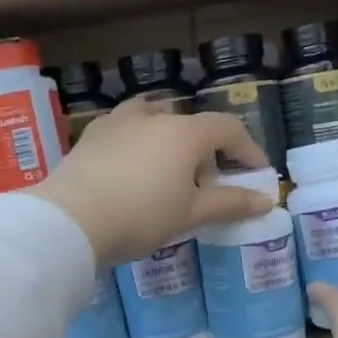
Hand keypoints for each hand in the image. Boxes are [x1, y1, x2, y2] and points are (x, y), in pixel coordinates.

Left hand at [33, 98, 274, 265]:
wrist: (70, 220)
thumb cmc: (141, 216)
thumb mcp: (191, 214)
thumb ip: (230, 203)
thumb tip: (267, 201)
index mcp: (184, 132)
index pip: (228, 129)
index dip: (248, 149)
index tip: (257, 173)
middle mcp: (154, 117)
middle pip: (191, 124)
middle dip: (206, 150)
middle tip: (206, 184)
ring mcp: (118, 122)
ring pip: (154, 117)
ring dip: (169, 137)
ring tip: (167, 168)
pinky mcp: (91, 135)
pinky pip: (124, 127)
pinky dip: (138, 140)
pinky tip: (131, 166)